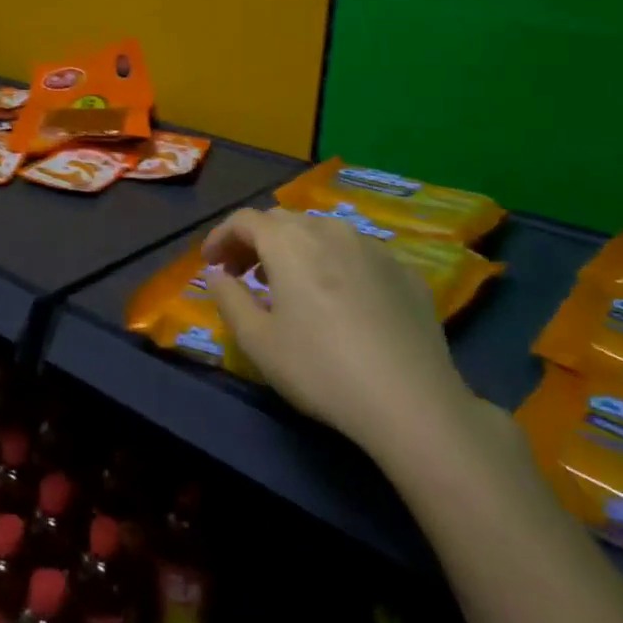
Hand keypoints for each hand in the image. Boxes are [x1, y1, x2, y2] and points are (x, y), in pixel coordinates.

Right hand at [200, 208, 475, 458]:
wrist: (411, 402)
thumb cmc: (320, 369)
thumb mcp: (257, 341)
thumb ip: (229, 299)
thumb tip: (217, 275)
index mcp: (289, 242)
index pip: (244, 220)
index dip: (221, 238)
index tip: (211, 265)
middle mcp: (331, 230)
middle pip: (283, 221)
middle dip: (256, 241)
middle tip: (243, 275)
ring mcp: (374, 248)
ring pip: (323, 233)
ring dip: (296, 250)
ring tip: (289, 286)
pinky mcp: (405, 272)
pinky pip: (358, 255)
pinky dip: (335, 265)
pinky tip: (339, 301)